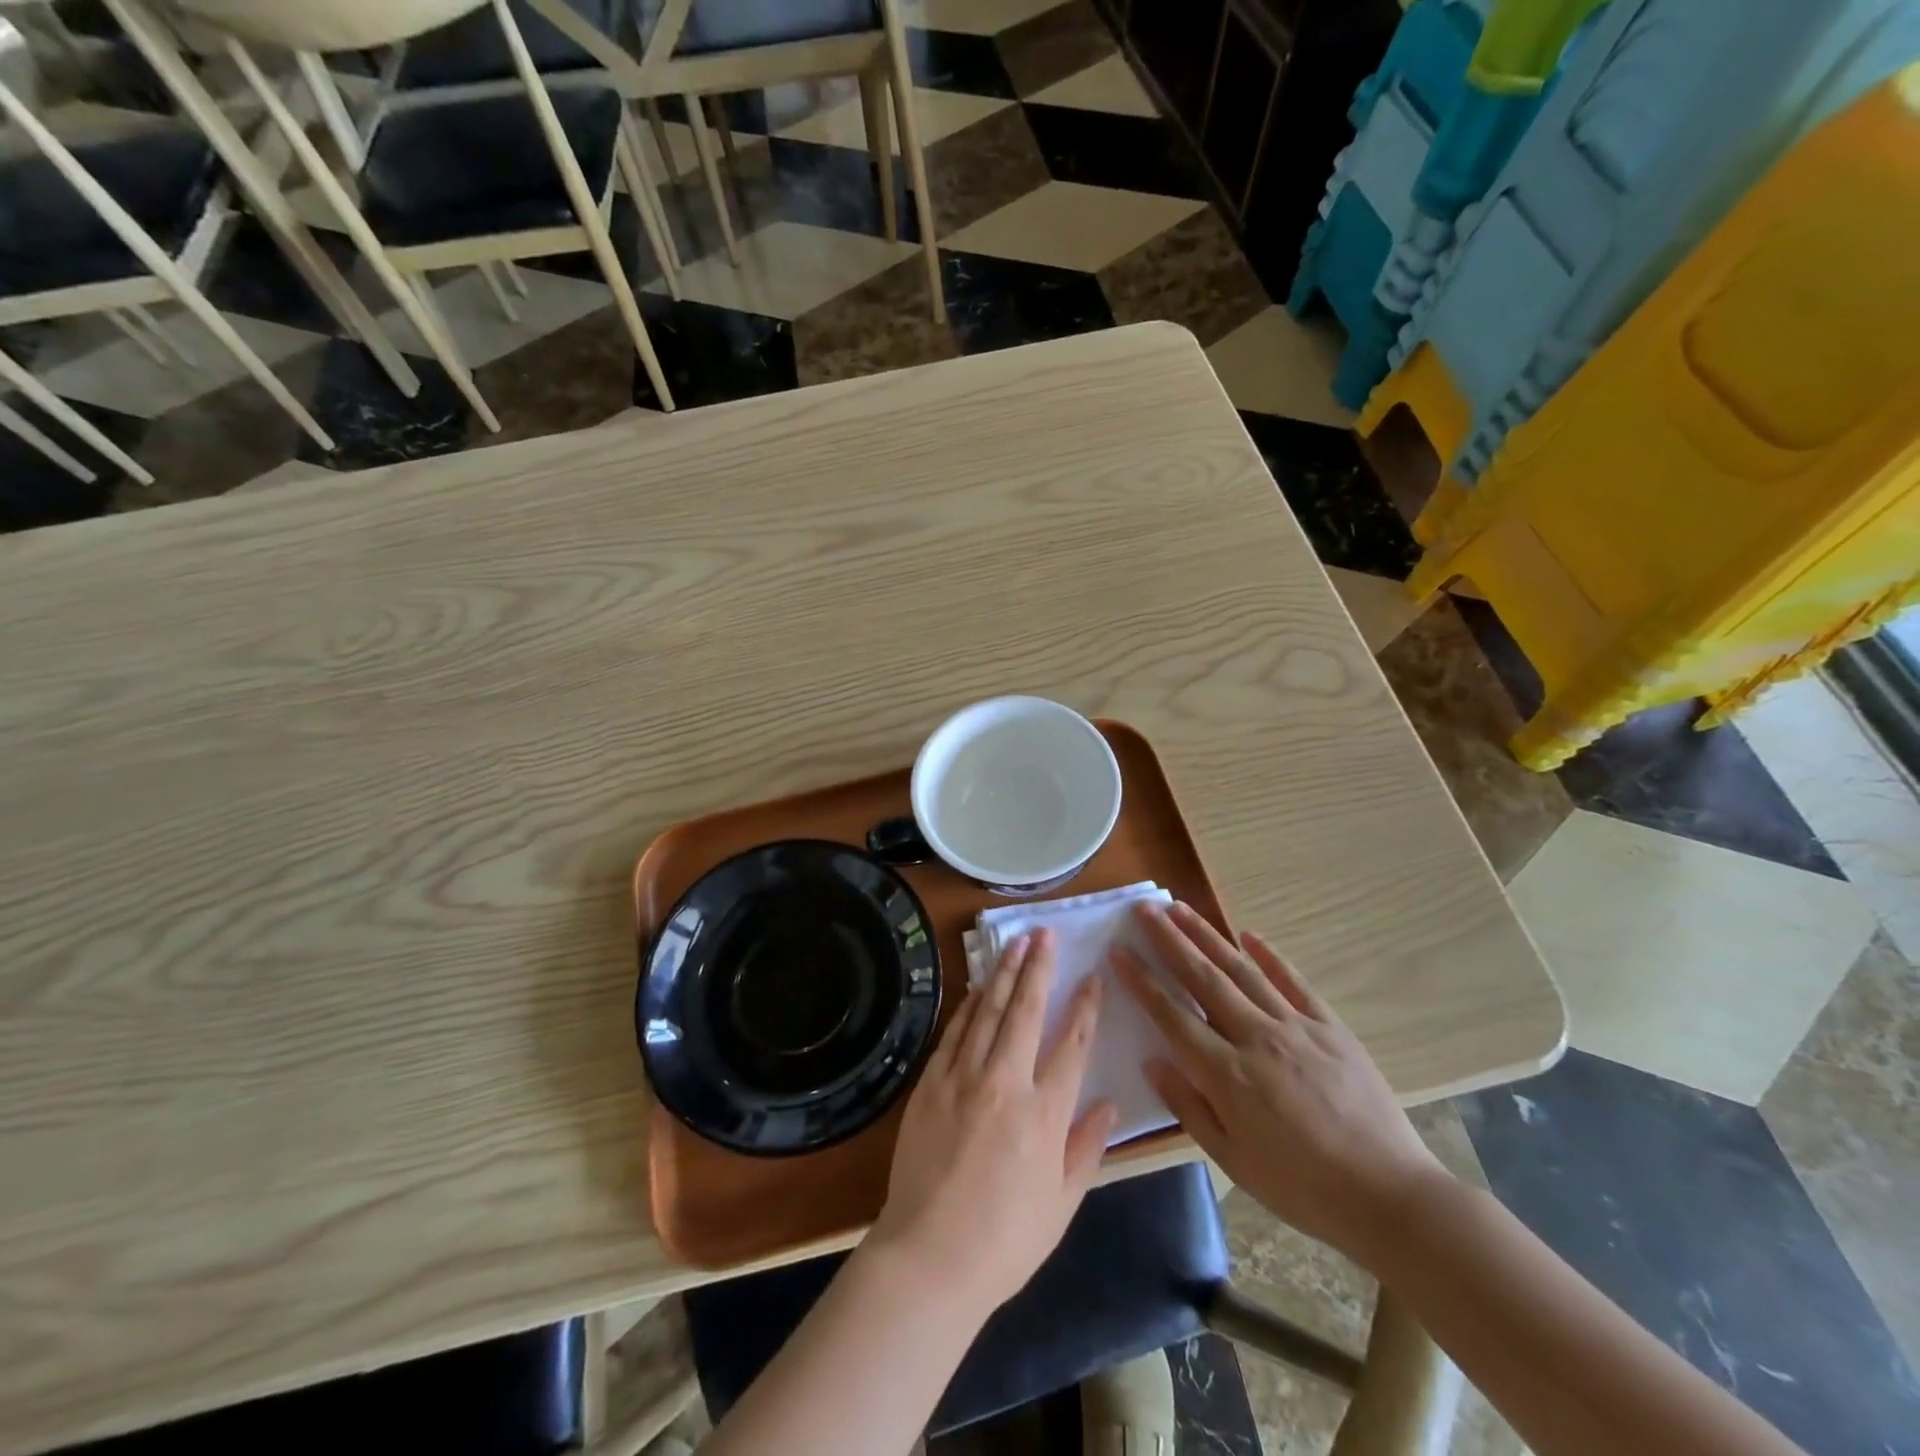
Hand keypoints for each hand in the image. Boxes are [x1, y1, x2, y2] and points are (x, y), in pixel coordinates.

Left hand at [868, 929, 1118, 1314]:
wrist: (929, 1258)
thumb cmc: (1005, 1240)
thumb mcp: (1062, 1204)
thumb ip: (1086, 1148)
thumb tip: (1108, 1103)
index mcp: (1044, 1113)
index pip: (1072, 1044)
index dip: (1085, 1007)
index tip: (1092, 976)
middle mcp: (1005, 1082)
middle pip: (1026, 1011)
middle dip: (1038, 968)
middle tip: (1045, 933)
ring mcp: (963, 1078)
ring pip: (988, 1012)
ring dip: (1003, 973)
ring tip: (1015, 942)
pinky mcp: (931, 1083)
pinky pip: (954, 1032)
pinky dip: (969, 1005)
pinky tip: (979, 987)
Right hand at [1113, 902, 1447, 1263]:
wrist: (1390, 1195)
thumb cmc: (1303, 1188)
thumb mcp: (1234, 1161)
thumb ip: (1189, 1107)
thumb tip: (1152, 1060)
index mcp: (1228, 1074)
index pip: (1172, 1015)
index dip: (1142, 980)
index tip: (1119, 950)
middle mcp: (1256, 1038)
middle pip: (1203, 978)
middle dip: (1169, 940)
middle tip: (1144, 909)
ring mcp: (1296, 1027)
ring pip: (1242, 970)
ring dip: (1208, 936)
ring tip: (1181, 908)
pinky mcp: (1330, 1027)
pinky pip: (1294, 982)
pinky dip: (1270, 956)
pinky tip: (1248, 935)